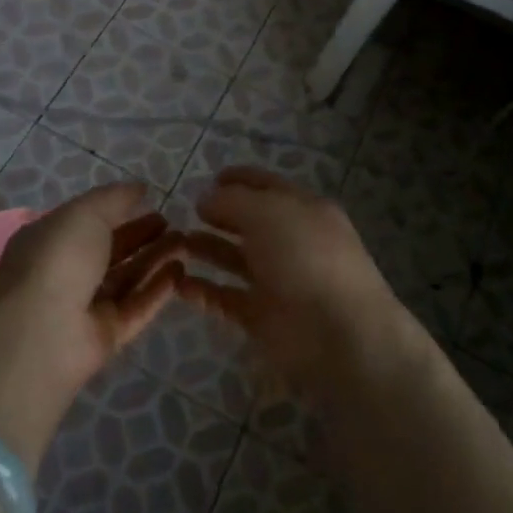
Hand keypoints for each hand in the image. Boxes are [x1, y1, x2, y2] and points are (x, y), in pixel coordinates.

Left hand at [0, 184, 182, 464]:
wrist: (44, 331)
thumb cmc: (59, 258)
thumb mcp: (85, 212)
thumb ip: (114, 198)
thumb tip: (139, 188)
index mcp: (50, 240)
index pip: (87, 222)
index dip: (118, 210)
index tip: (149, 201)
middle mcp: (65, 273)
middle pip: (110, 251)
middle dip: (141, 235)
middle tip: (173, 223)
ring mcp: (85, 307)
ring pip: (126, 279)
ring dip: (154, 259)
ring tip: (185, 243)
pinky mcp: (105, 336)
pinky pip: (135, 308)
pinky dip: (157, 291)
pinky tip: (180, 271)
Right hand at [174, 167, 418, 394]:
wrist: (338, 334)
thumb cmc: (305, 257)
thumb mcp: (268, 212)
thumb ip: (232, 201)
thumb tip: (204, 199)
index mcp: (302, 209)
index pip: (267, 185)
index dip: (239, 179)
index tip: (208, 178)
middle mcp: (291, 241)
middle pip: (249, 222)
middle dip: (218, 215)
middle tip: (183, 213)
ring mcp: (277, 280)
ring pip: (235, 259)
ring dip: (206, 249)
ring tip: (174, 242)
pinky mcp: (263, 317)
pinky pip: (226, 297)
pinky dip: (203, 290)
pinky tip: (177, 282)